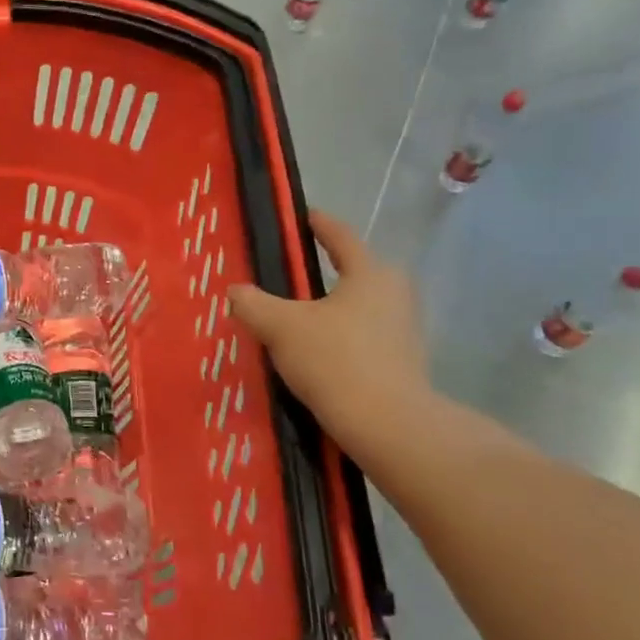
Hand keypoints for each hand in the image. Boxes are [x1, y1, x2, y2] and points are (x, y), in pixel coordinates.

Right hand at [229, 209, 430, 454]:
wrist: (385, 423)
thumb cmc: (333, 360)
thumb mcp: (280, 327)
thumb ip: (253, 304)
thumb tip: (235, 291)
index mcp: (369, 273)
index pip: (341, 237)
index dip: (319, 224)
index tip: (305, 216)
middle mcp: (394, 293)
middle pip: (355, 272)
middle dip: (327, 270)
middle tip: (293, 275)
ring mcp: (404, 328)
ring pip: (360, 306)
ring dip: (333, 307)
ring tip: (300, 316)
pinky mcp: (403, 360)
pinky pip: (365, 335)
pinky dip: (342, 335)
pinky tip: (319, 351)